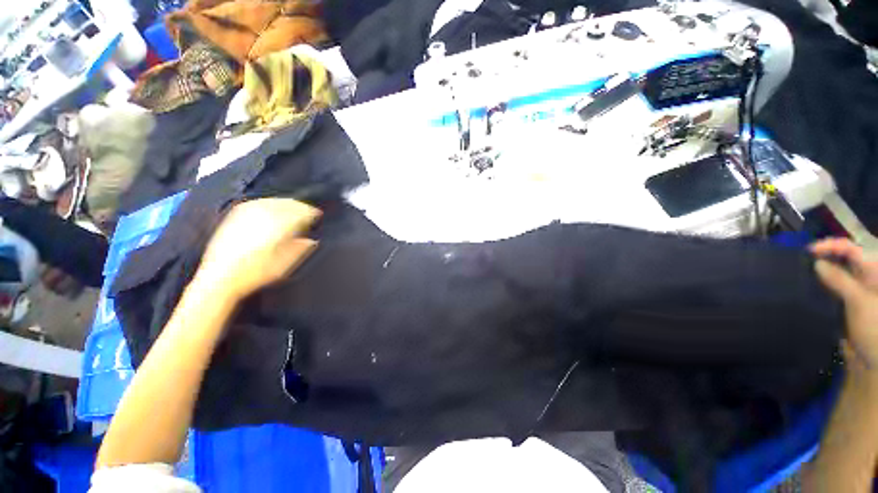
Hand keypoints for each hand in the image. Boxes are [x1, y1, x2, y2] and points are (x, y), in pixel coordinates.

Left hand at [196, 198, 320, 301]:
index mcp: (278, 226)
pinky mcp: (235, 214)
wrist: (219, 278)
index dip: (311, 212)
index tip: (318, 216)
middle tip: (308, 213)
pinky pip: (259, 202)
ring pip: (274, 201)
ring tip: (293, 210)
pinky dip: (271, 203)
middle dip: (300, 206)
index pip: (300, 212)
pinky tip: (273, 209)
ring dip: (287, 204)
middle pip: (288, 203)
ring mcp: (247, 212)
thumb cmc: (255, 274)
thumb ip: (300, 249)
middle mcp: (263, 214)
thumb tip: (312, 240)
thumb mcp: (284, 265)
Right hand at [811, 238, 877, 375]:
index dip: (833, 246)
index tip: (810, 250)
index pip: (853, 249)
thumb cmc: (873, 327)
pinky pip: (831, 288)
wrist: (871, 360)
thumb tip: (817, 263)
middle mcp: (865, 278)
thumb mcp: (859, 301)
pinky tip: (807, 286)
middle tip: (803, 259)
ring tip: (801, 270)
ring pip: (836, 274)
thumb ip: (840, 280)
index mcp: (874, 272)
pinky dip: (819, 285)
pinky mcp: (844, 304)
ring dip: (820, 271)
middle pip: (844, 259)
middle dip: (825, 257)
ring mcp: (855, 292)